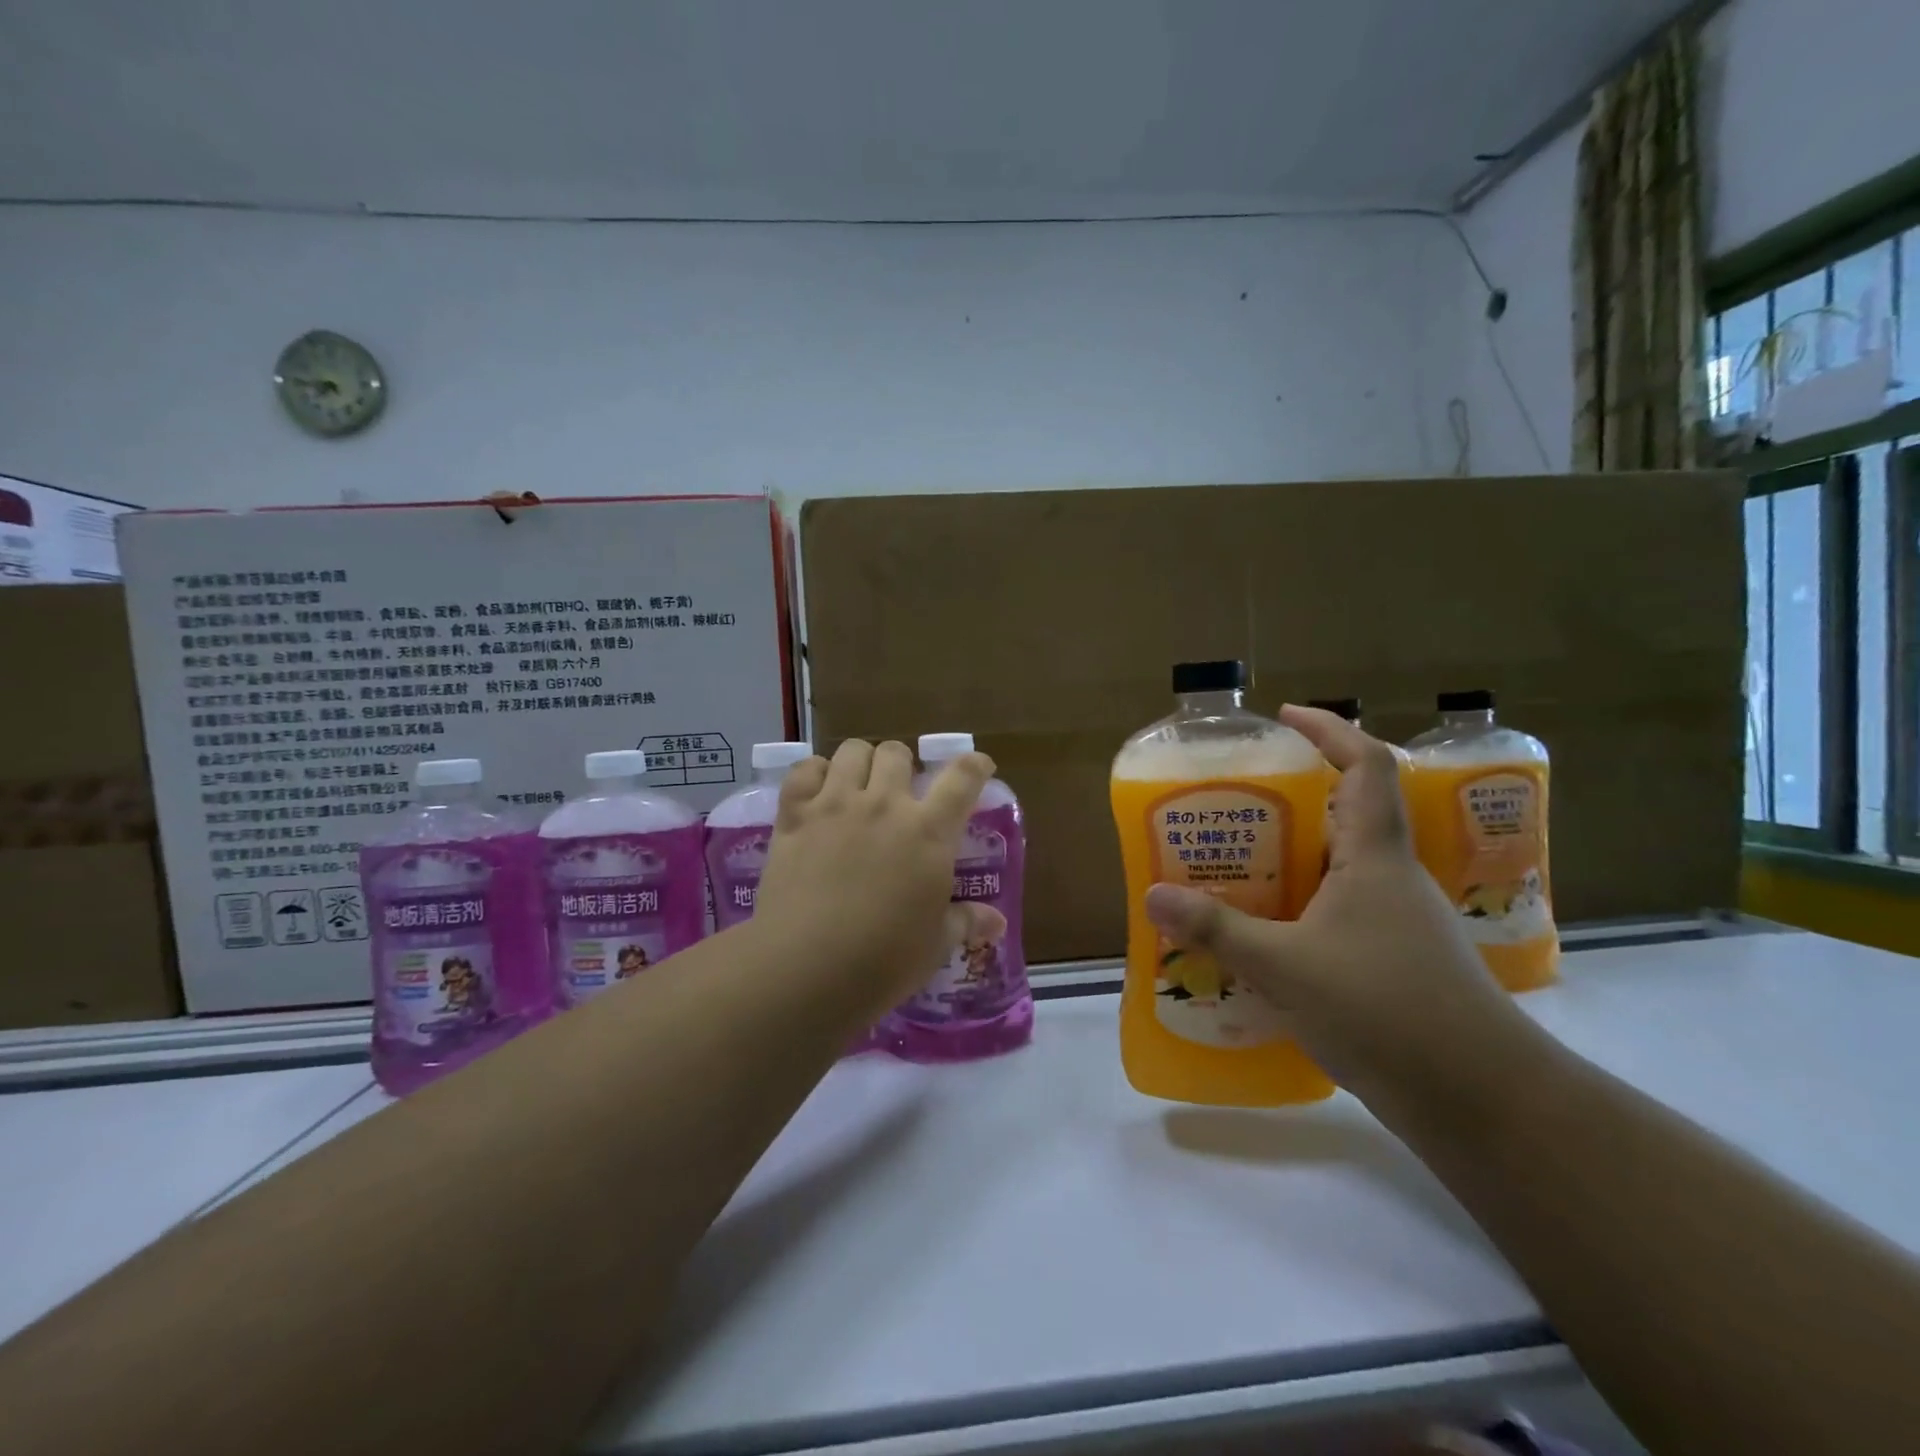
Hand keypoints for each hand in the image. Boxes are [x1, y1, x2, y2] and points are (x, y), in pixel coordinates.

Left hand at [753, 739, 995, 1017]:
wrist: (806, 968)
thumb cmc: (883, 961)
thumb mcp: (935, 945)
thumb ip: (965, 922)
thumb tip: (996, 922)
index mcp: (928, 832)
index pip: (962, 778)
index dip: (974, 765)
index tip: (978, 766)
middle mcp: (884, 805)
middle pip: (897, 753)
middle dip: (903, 764)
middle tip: (899, 791)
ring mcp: (835, 805)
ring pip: (852, 751)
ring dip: (861, 762)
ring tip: (858, 786)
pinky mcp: (794, 815)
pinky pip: (804, 770)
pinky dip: (813, 773)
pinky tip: (817, 793)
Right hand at [1143, 706, 1538, 1118]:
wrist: (1482, 1101)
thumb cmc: (1387, 1009)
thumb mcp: (1285, 966)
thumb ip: (1217, 930)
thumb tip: (1153, 896)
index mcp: (1374, 856)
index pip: (1365, 766)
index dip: (1330, 730)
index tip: (1285, 717)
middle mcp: (1390, 877)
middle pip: (1347, 814)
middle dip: (1292, 800)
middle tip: (1233, 805)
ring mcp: (1398, 922)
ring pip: (1340, 868)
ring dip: (1293, 858)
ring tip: (1235, 867)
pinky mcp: (1395, 962)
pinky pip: (1339, 912)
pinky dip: (1301, 907)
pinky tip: (1265, 935)